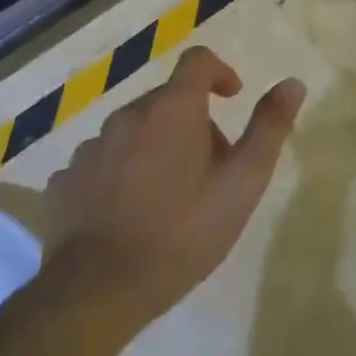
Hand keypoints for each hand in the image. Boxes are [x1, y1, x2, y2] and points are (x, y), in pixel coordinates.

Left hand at [44, 46, 305, 326]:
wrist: (95, 294)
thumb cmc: (182, 232)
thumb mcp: (243, 182)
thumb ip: (269, 127)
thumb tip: (292, 83)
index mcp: (173, 109)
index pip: (197, 61)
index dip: (220, 72)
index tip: (232, 98)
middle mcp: (127, 117)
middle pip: (167, 100)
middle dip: (193, 121)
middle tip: (211, 167)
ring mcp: (89, 150)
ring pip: (133, 132)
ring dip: (155, 147)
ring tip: (168, 195)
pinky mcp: (63, 184)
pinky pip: (101, 163)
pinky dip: (120, 173)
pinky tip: (128, 212)